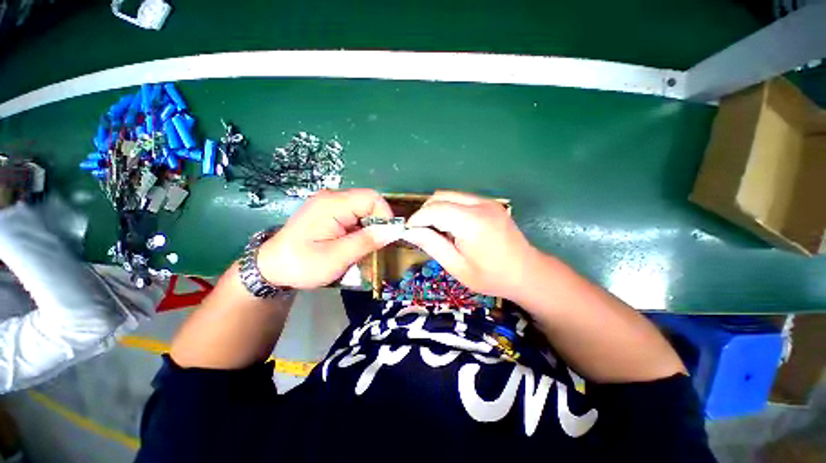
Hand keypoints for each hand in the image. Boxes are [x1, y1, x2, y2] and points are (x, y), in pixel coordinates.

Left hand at [257, 189, 398, 288]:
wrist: (271, 268)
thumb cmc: (302, 264)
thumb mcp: (337, 257)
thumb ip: (366, 241)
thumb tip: (393, 231)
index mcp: (332, 204)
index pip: (372, 198)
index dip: (385, 215)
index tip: (387, 236)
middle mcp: (332, 198)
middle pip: (368, 202)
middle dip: (378, 223)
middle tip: (376, 245)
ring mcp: (329, 204)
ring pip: (363, 209)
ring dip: (370, 227)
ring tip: (365, 246)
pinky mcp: (329, 212)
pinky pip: (354, 215)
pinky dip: (361, 228)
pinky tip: (354, 243)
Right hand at [403, 191, 541, 300]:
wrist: (527, 272)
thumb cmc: (491, 276)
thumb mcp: (457, 266)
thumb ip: (432, 245)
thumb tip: (409, 232)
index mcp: (472, 222)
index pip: (434, 209)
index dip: (417, 219)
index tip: (408, 231)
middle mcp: (480, 205)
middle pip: (440, 196)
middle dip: (425, 212)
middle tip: (421, 232)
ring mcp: (487, 201)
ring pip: (449, 195)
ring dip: (436, 209)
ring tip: (436, 230)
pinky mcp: (489, 203)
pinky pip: (460, 199)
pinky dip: (448, 208)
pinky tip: (451, 226)